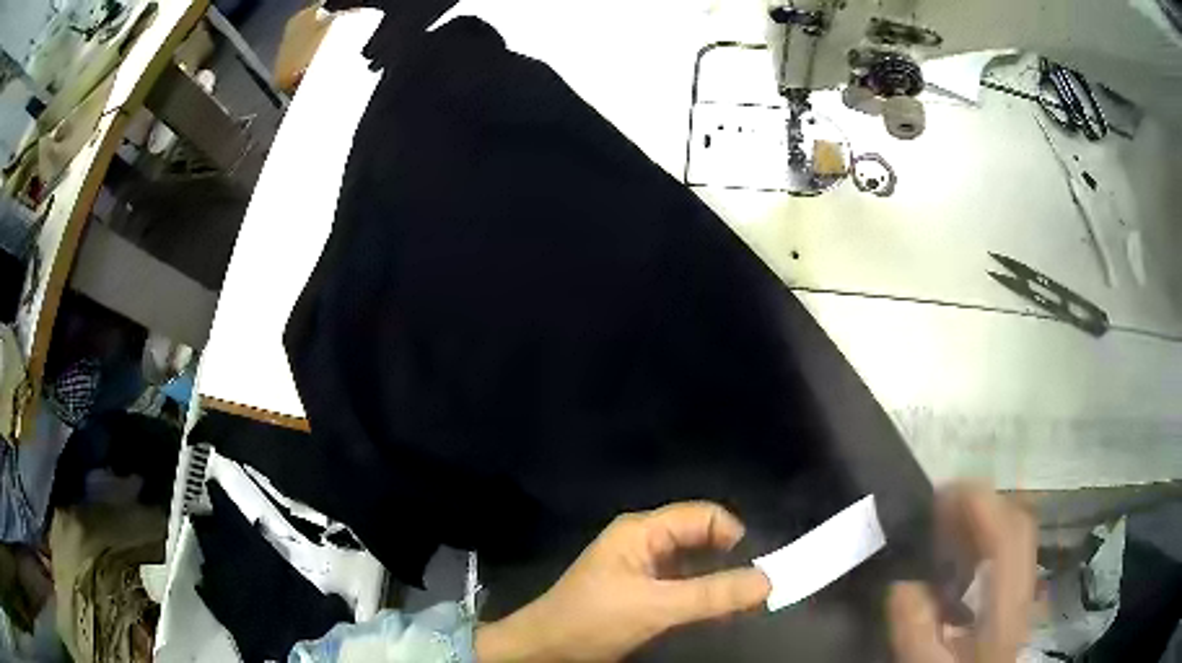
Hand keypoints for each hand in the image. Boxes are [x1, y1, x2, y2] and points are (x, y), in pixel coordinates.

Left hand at [476, 502, 770, 661]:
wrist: (545, 649)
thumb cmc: (592, 620)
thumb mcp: (655, 607)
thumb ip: (712, 595)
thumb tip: (768, 580)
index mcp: (642, 531)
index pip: (702, 516)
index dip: (733, 534)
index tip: (759, 565)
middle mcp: (645, 543)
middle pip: (700, 539)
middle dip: (731, 559)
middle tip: (758, 588)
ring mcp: (642, 569)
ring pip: (694, 565)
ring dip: (719, 581)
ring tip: (746, 603)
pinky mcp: (641, 594)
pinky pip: (683, 587)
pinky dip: (704, 597)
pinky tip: (721, 614)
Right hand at [887, 484, 1036, 662]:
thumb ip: (916, 632)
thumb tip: (900, 584)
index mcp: (1006, 606)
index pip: (1008, 535)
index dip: (980, 504)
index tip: (941, 494)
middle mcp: (1022, 589)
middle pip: (1017, 525)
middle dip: (983, 502)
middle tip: (942, 503)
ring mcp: (1023, 591)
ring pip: (1015, 535)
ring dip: (985, 517)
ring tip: (948, 519)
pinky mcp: (1014, 598)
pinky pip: (1008, 552)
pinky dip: (986, 539)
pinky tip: (961, 552)